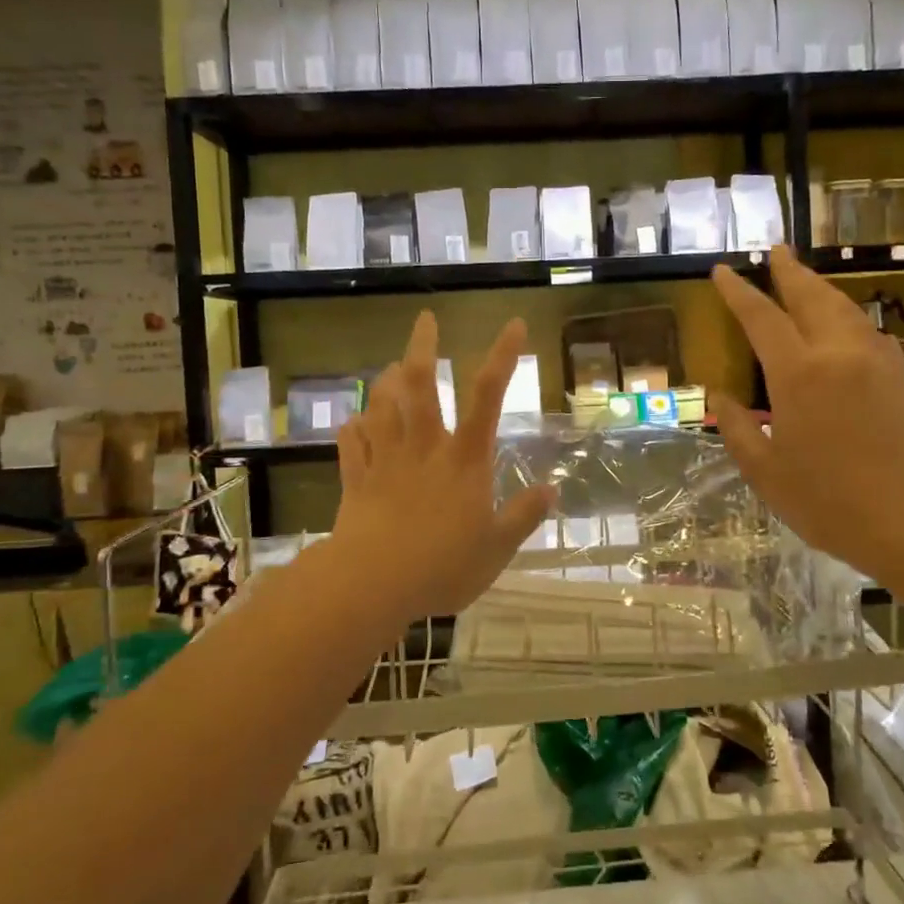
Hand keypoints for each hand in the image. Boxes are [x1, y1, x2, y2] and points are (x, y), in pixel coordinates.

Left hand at [330, 312, 553, 629]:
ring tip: (388, 369)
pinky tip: (352, 423)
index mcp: (464, 459)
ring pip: (380, 407)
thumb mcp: (497, 548)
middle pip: (418, 385)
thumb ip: (523, 516)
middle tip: (424, 319)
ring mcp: (384, 461)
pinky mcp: (355, 480)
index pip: (487, 397)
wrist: (372, 584)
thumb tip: (553, 490)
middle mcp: (424, 448)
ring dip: (385, 383)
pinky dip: (352, 429)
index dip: (502, 357)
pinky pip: (350, 445)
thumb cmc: (442, 566)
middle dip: (422, 347)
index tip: (513, 324)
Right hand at [708, 246, 903, 573]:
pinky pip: (867, 329)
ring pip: (844, 307)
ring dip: (820, 288)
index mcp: (799, 374)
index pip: (762, 318)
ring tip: (803, 277)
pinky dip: (846, 314)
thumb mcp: (765, 472)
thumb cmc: (828, 502)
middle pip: (810, 297)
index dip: (739, 292)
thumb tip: (720, 397)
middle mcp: (838, 354)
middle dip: (789, 271)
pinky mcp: (898, 376)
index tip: (723, 271)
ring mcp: (875, 361)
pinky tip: (842, 322)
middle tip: (775, 252)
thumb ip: (737, 428)